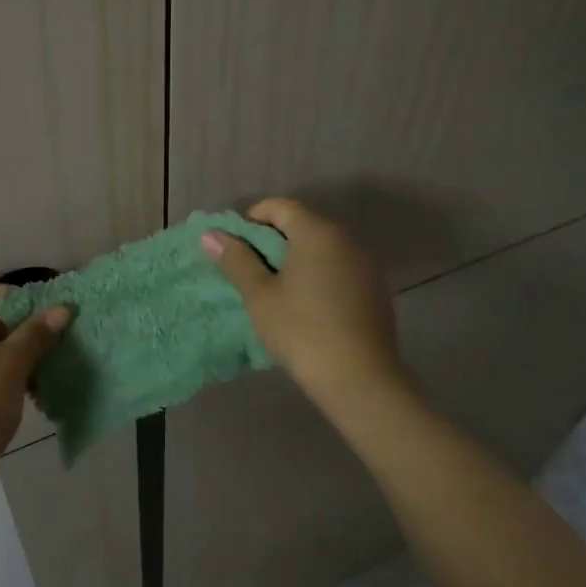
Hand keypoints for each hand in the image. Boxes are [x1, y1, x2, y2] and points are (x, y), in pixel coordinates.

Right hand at [201, 196, 412, 410]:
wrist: (360, 380)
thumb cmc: (301, 330)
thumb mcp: (259, 295)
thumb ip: (236, 259)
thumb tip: (210, 234)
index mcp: (317, 232)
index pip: (280, 206)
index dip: (252, 218)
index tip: (234, 245)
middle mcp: (346, 240)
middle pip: (303, 224)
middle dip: (272, 239)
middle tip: (248, 267)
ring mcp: (365, 265)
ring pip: (322, 247)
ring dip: (295, 258)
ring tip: (273, 287)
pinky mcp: (375, 290)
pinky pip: (338, 268)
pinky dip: (317, 274)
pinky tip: (305, 304)